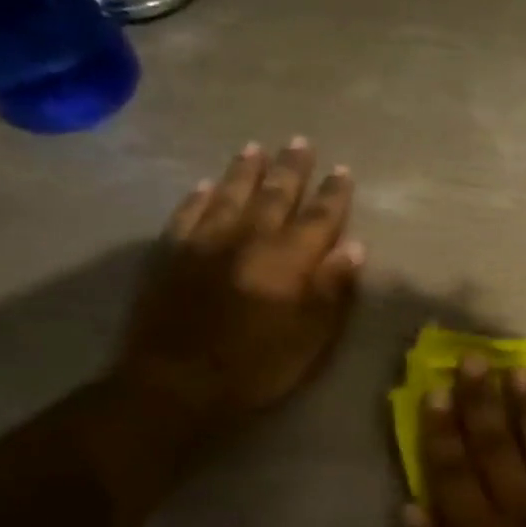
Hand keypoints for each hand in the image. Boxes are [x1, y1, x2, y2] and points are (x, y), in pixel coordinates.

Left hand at [115, 138, 363, 425]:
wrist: (176, 384)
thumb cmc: (256, 367)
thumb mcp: (310, 337)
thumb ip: (332, 289)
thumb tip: (354, 247)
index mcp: (288, 260)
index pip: (318, 218)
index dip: (333, 194)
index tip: (343, 170)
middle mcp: (248, 239)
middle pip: (275, 196)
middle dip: (291, 169)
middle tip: (301, 142)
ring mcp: (205, 242)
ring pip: (229, 195)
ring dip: (245, 171)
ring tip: (255, 149)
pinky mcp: (170, 254)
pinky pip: (187, 214)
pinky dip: (198, 197)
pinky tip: (204, 186)